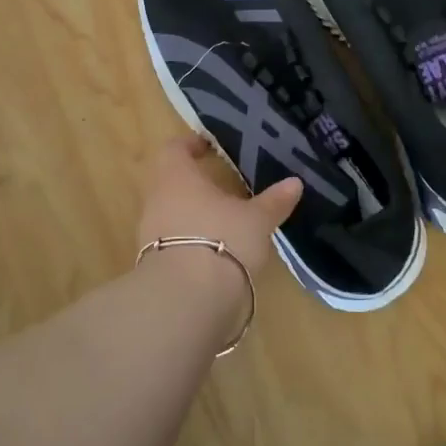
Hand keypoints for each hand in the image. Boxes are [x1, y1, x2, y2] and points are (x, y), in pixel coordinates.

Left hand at [134, 134, 302, 278]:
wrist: (186, 300)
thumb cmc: (222, 240)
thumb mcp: (257, 220)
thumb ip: (274, 201)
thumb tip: (295, 182)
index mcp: (176, 177)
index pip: (174, 148)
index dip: (191, 144)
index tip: (210, 146)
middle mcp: (157, 199)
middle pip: (171, 181)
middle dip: (195, 182)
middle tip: (223, 183)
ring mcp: (150, 233)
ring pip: (170, 212)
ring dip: (192, 212)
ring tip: (223, 218)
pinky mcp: (153, 264)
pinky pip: (171, 241)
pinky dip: (190, 239)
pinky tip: (214, 249)